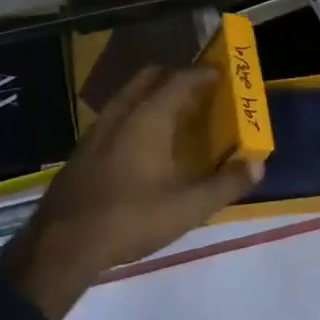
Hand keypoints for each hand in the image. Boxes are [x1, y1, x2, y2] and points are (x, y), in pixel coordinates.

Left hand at [2, 66, 261, 319]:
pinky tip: (144, 144)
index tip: (222, 76)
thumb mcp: (187, 208)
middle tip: (200, 92)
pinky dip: (137, 113)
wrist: (62, 244)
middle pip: (151, 77)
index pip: (180, 79)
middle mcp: (122, 112)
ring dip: (154, 94)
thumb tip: (257, 164)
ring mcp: (98, 128)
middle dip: (177, 77)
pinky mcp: (84, 147)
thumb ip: (225, 184)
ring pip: (130, 94)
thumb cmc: (129, 219)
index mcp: (148, 117)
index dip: (203, 75)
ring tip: (176, 115)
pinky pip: (117, 114)